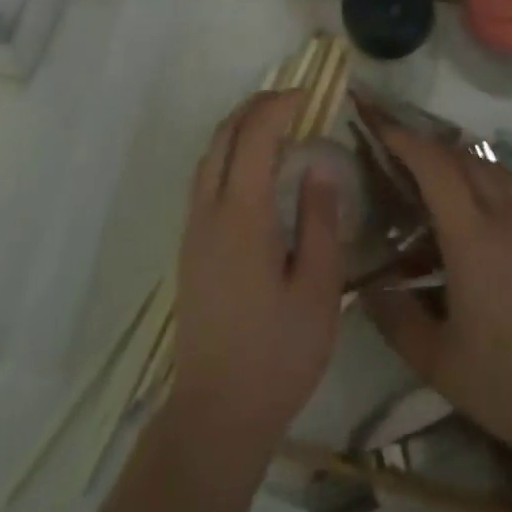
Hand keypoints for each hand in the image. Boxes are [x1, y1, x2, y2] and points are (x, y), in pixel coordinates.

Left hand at [171, 91, 343, 453]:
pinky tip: (253, 168)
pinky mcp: (191, 247)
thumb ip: (320, 219)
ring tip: (276, 124)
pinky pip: (205, 178)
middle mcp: (210, 212)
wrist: (216, 415)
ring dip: (239, 127)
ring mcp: (194, 229)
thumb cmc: (277, 354)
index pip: (254, 136)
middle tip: (293, 100)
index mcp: (242, 215)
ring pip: (209, 155)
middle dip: (256, 107)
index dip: (279, 106)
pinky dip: (229, 152)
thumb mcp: (318, 288)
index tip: (308, 96)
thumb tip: (320, 164)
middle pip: (224, 136)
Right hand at [363, 128, 511, 491]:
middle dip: (429, 147)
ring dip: (461, 162)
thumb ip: (396, 319)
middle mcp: (507, 215)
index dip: (405, 140)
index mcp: (473, 238)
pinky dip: (490, 186)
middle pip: (464, 157)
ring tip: (437, 181)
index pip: (435, 165)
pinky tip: (482, 218)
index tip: (381, 127)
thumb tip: (366, 284)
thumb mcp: (440, 364)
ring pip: (494, 169)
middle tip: (400, 157)